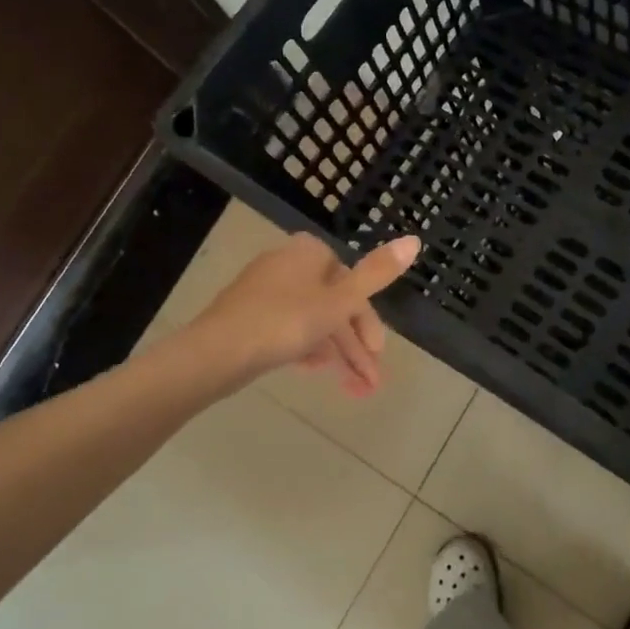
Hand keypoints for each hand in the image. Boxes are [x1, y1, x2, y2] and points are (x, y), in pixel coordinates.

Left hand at [185, 232, 420, 395]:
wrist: (215, 353)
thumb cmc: (283, 323)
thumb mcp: (338, 302)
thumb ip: (376, 274)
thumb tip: (414, 240)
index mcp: (310, 253)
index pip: (352, 285)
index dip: (368, 323)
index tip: (376, 356)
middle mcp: (287, 263)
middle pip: (333, 305)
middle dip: (354, 346)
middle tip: (368, 384)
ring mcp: (264, 290)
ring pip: (312, 320)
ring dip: (335, 353)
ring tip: (348, 388)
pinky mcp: (248, 315)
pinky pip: (289, 328)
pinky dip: (307, 348)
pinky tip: (313, 371)